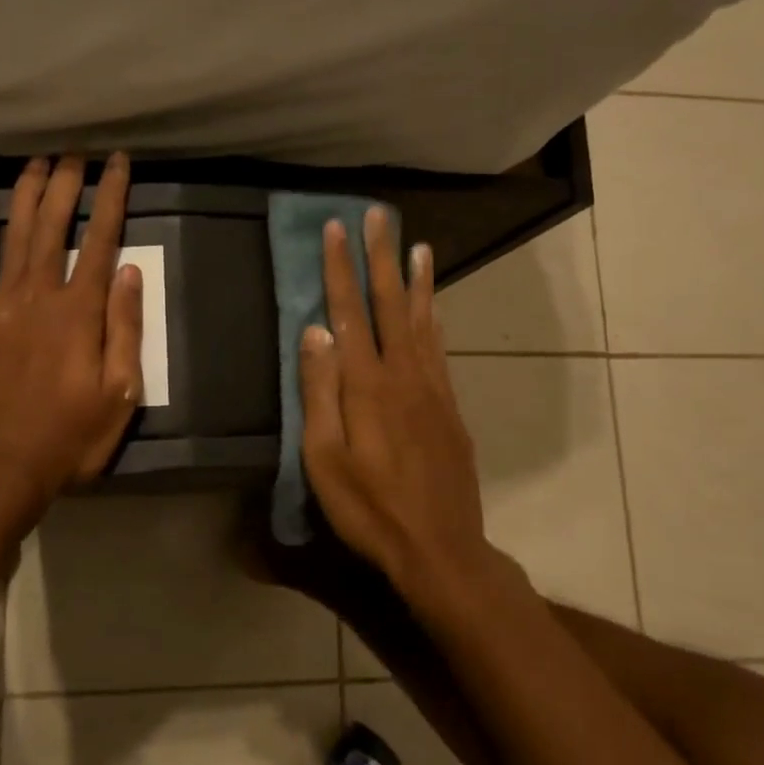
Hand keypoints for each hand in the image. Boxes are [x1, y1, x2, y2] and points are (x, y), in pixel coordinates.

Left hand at [0, 154, 144, 519]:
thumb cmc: (67, 438)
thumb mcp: (119, 395)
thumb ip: (125, 329)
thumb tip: (130, 271)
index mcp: (80, 313)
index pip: (101, 241)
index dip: (112, 197)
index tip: (119, 163)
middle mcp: (38, 296)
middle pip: (54, 227)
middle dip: (67, 184)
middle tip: (76, 152)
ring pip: (14, 237)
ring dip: (27, 195)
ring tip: (38, 162)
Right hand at [298, 208, 489, 598]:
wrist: (440, 548)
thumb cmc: (369, 508)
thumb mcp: (325, 459)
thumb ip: (320, 392)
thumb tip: (314, 331)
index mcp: (367, 386)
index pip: (349, 313)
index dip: (341, 269)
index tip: (336, 229)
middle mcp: (404, 375)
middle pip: (391, 304)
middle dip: (381, 257)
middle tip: (378, 216)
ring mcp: (433, 390)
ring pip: (424, 321)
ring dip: (417, 280)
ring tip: (417, 245)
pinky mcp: (449, 408)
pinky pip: (440, 349)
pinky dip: (436, 318)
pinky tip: (436, 306)